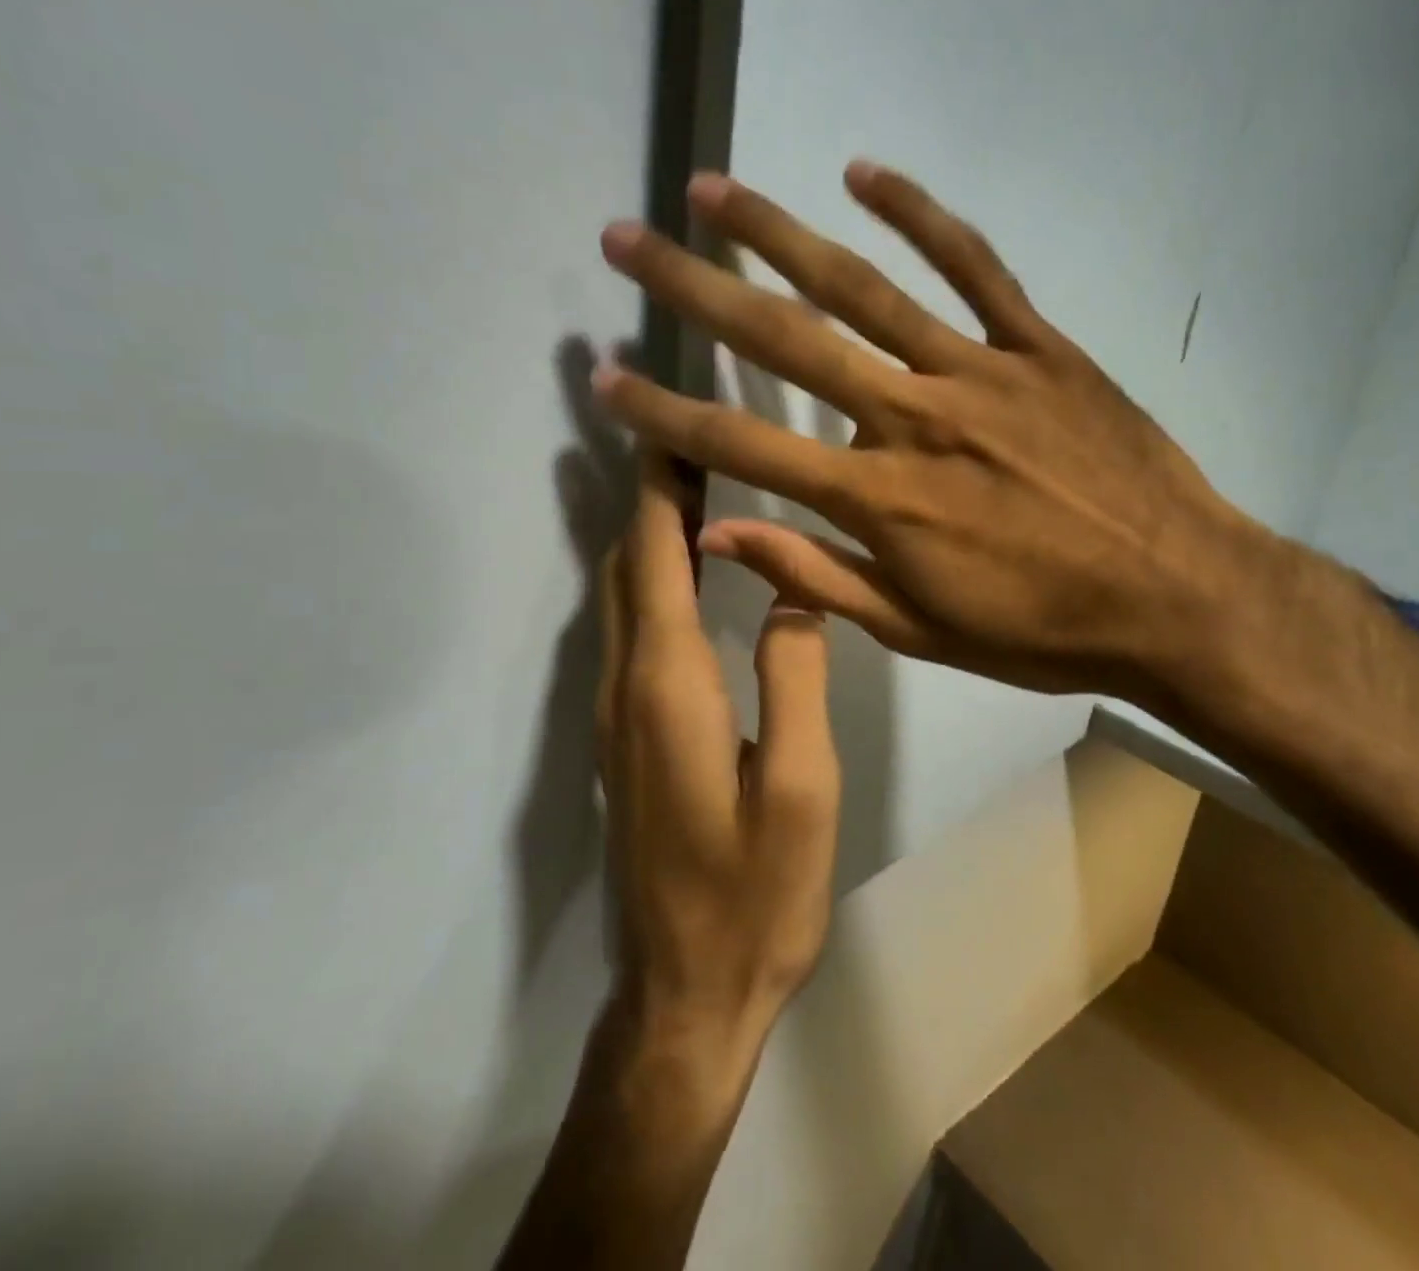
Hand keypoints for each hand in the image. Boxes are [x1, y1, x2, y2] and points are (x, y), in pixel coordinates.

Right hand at [593, 162, 1274, 708]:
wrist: (1177, 597)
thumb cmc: (1043, 630)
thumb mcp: (921, 630)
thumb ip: (818, 577)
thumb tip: (720, 536)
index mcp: (880, 499)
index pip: (745, 447)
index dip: (666, 412)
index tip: (604, 374)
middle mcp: (913, 418)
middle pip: (785, 342)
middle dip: (695, 289)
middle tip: (627, 239)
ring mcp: (980, 371)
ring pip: (864, 287)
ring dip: (779, 233)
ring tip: (713, 189)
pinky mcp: (1040, 348)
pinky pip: (974, 266)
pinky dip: (919, 215)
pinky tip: (862, 173)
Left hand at [596, 449, 840, 1061]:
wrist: (684, 994)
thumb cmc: (753, 896)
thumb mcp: (802, 789)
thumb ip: (795, 679)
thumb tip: (798, 594)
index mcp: (670, 687)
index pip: (656, 558)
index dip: (659, 486)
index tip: (667, 424)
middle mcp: (628, 687)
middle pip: (628, 567)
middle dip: (649, 495)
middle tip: (685, 435)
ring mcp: (616, 717)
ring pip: (623, 599)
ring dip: (647, 535)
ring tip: (690, 486)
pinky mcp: (624, 741)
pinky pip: (631, 634)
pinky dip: (651, 582)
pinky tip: (686, 575)